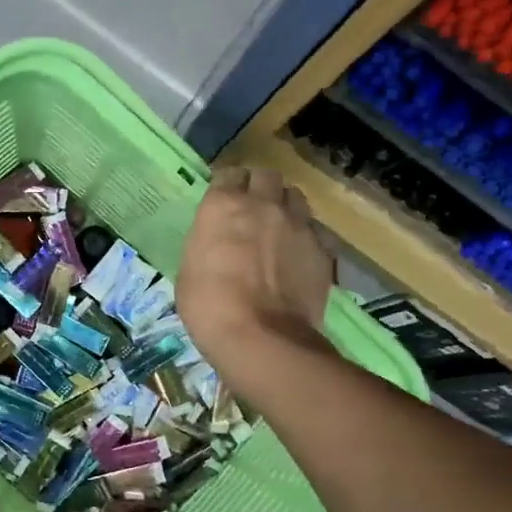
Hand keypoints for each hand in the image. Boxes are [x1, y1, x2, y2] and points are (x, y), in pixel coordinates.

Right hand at [179, 165, 333, 377]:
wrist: (261, 338)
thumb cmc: (209, 307)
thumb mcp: (189, 270)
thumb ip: (207, 244)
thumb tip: (216, 244)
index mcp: (223, 205)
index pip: (228, 174)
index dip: (226, 186)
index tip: (224, 199)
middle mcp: (262, 204)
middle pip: (266, 176)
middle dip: (259, 187)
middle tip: (253, 208)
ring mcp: (297, 224)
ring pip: (295, 196)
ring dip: (285, 205)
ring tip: (279, 226)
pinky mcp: (322, 248)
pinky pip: (315, 229)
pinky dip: (306, 235)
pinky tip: (299, 254)